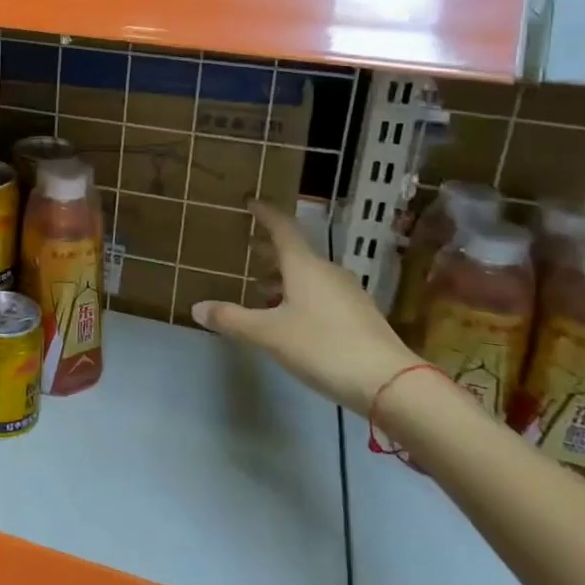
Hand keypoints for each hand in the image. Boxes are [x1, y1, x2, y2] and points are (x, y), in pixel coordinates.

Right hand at [190, 200, 414, 415]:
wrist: (389, 382)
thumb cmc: (322, 346)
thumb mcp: (268, 334)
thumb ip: (232, 319)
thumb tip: (196, 307)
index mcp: (304, 266)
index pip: (282, 228)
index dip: (265, 213)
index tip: (250, 202)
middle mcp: (327, 272)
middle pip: (295, 252)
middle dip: (269, 250)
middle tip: (247, 248)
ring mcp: (347, 293)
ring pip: (308, 275)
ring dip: (283, 277)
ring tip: (260, 289)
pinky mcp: (358, 315)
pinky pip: (321, 294)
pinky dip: (299, 295)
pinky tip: (290, 317)